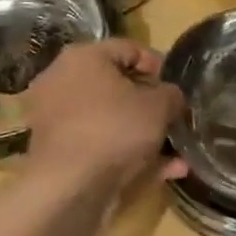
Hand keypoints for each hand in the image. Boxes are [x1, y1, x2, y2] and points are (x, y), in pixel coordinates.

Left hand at [23, 40, 185, 189]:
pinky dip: (129, 154)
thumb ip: (171, 94)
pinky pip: (101, 144)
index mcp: (83, 57)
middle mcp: (63, 81)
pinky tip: (165, 171)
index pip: (129, 48)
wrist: (70, 187)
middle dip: (150, 103)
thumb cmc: (115, 129)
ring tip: (176, 149)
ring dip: (143, 133)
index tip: (177, 87)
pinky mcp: (60, 152)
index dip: (159, 66)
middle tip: (174, 116)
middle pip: (117, 85)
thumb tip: (171, 97)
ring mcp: (57, 119)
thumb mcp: (158, 106)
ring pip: (110, 119)